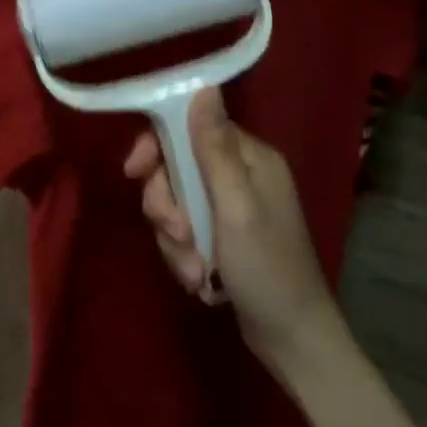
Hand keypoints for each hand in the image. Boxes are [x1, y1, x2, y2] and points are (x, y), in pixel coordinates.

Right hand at [123, 89, 345, 369]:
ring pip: (175, 203)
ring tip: (194, 270)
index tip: (134, 171)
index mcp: (250, 157)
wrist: (291, 339)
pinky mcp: (221, 237)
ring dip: (175, 238)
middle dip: (166, 204)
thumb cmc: (267, 267)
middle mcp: (240, 175)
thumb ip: (214, 148)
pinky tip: (198, 279)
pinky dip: (184, 255)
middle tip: (177, 234)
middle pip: (176, 168)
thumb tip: (204, 86)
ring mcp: (229, 208)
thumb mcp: (237, 206)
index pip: (190, 128)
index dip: (158, 146)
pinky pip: (183, 232)